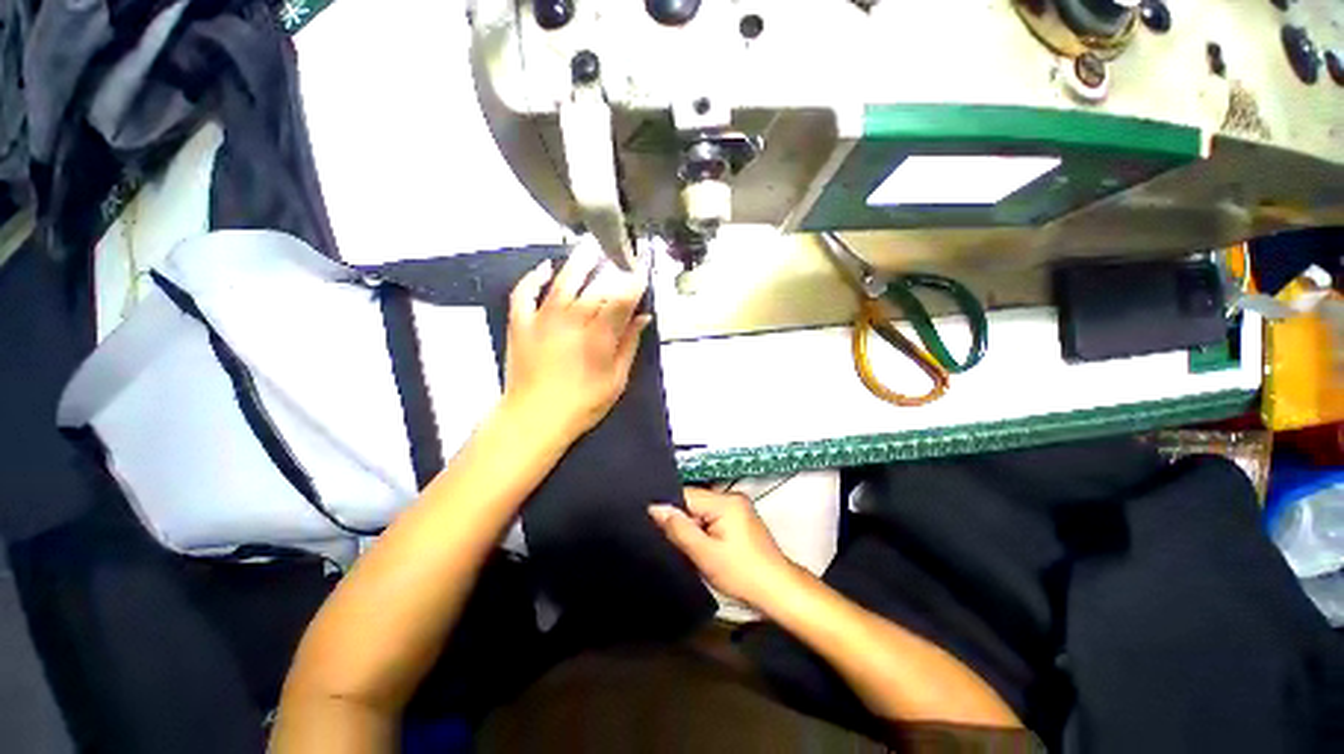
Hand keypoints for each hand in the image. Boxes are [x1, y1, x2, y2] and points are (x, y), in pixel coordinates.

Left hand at [501, 242, 651, 445]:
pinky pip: (524, 293)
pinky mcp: (521, 324)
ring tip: (590, 244)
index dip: (635, 279)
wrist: (535, 419)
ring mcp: (543, 319)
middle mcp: (572, 319)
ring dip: (578, 262)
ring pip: (563, 281)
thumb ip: (629, 344)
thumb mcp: (616, 379)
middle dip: (611, 266)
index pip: (622, 298)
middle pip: (595, 286)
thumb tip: (643, 317)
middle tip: (621, 252)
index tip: (644, 266)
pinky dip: (533, 278)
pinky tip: (545, 268)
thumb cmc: (583, 403)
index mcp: (599, 335)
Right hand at [649, 488, 797, 610]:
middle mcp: (732, 497)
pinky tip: (705, 548)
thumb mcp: (704, 554)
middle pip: (694, 501)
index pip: (686, 494)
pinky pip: (714, 517)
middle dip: (683, 521)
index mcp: (725, 501)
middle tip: (678, 544)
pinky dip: (705, 530)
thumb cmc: (741, 573)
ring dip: (694, 527)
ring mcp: (739, 507)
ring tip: (692, 548)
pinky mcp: (741, 518)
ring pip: (703, 511)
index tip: (657, 527)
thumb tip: (655, 508)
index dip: (670, 510)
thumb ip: (678, 529)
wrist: (778, 591)